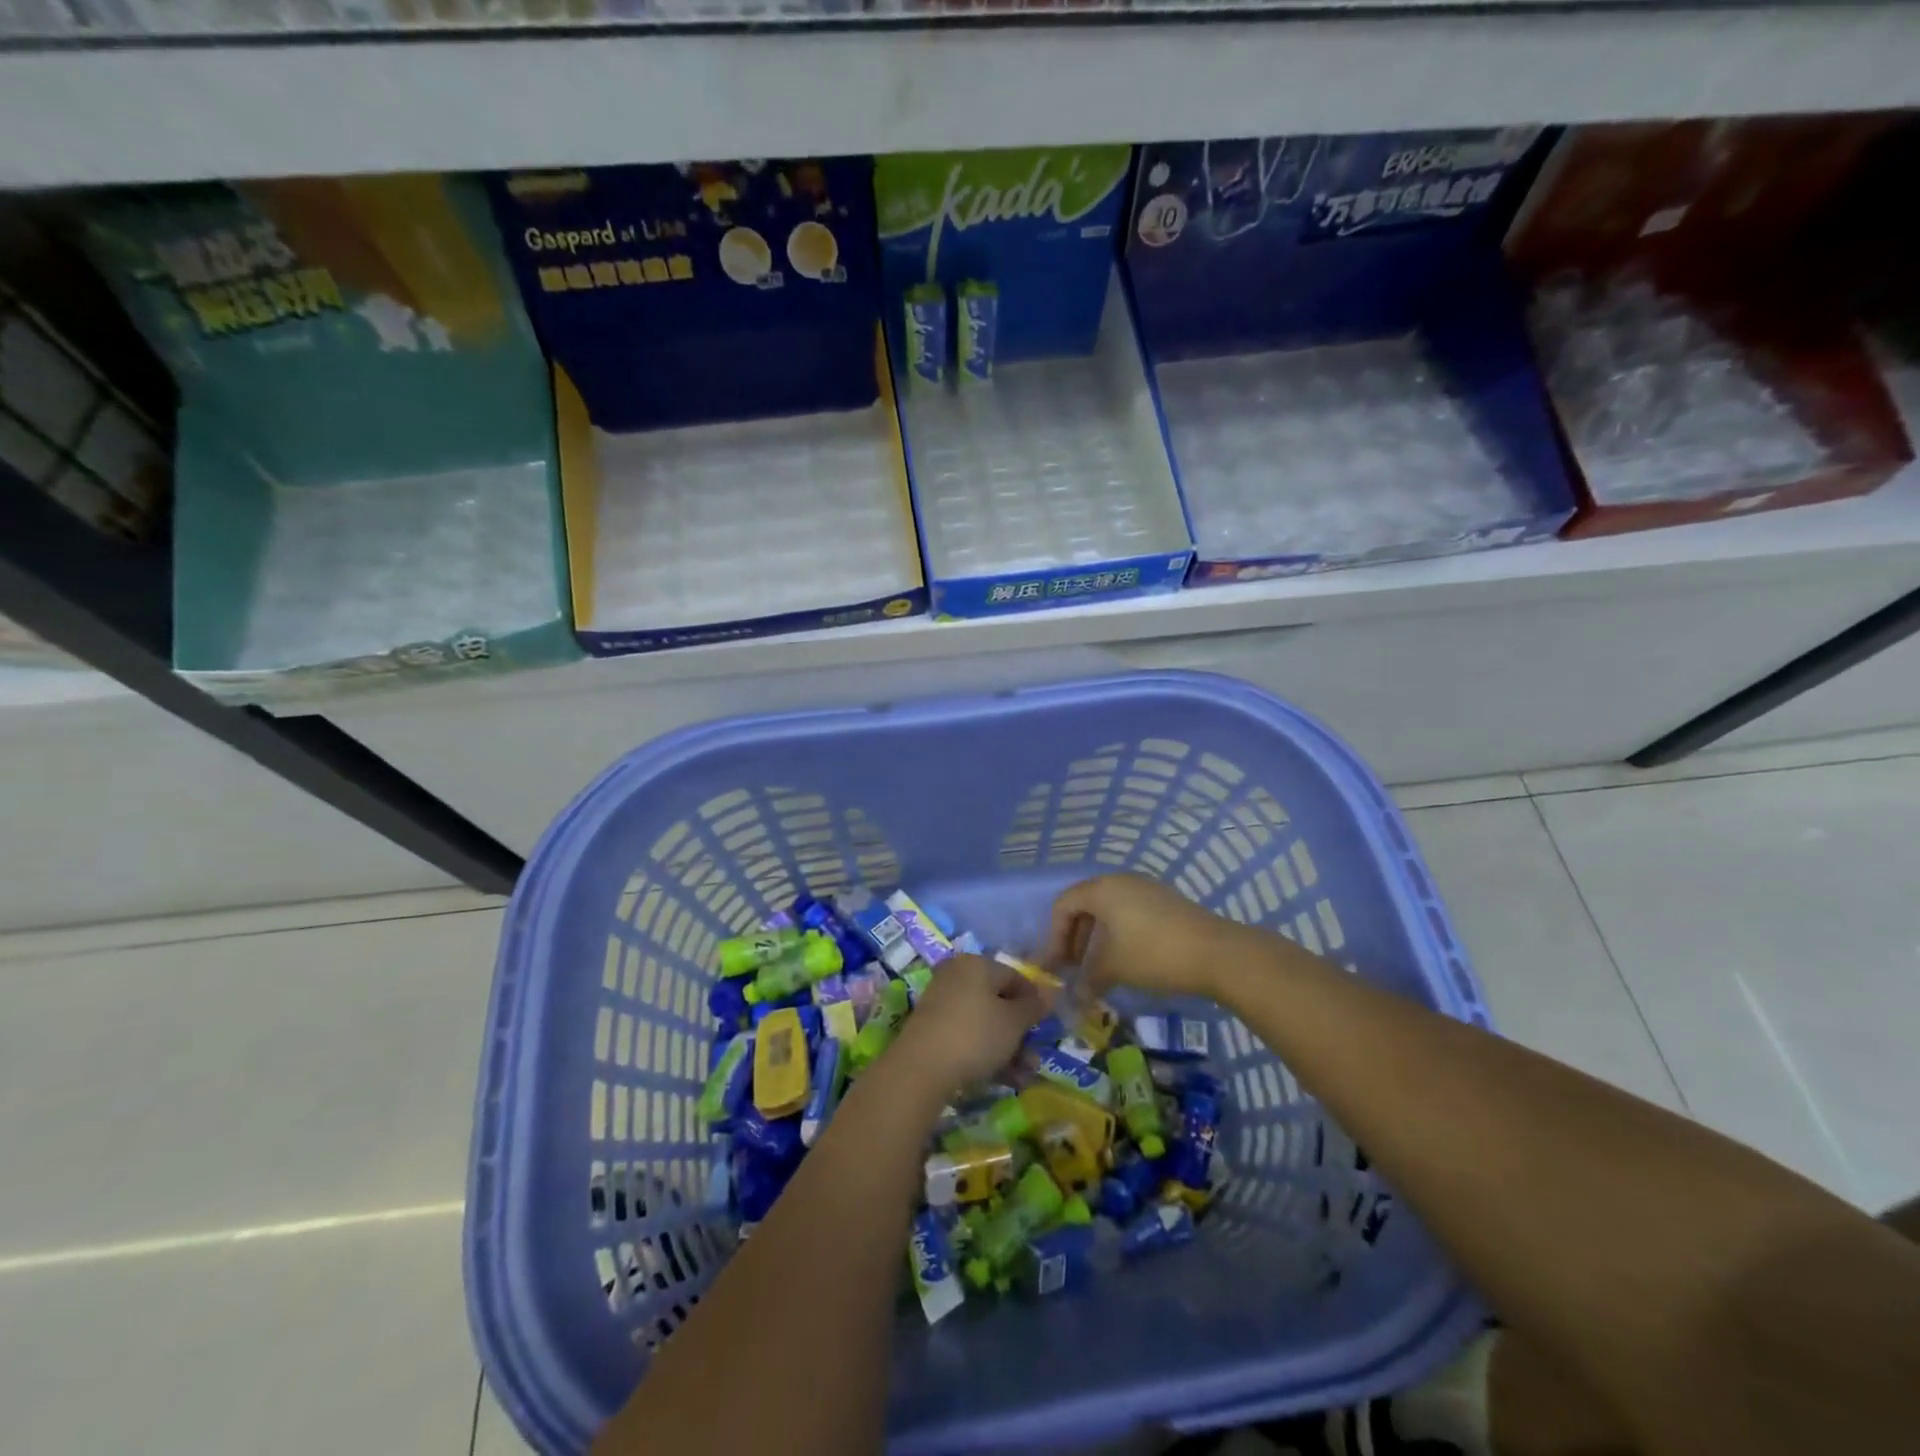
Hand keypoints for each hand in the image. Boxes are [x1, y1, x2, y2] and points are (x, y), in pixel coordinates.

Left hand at [887, 954, 1046, 1093]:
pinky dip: (985, 1053)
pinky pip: (966, 1035)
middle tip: (1034, 1059)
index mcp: (977, 964)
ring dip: (1007, 1049)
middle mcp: (957, 975)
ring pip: (984, 1022)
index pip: (1014, 976)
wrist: (922, 1067)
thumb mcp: (1014, 1022)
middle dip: (1020, 1033)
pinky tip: (1001, 1078)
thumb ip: (1033, 1006)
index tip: (1045, 1026)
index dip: (1034, 1001)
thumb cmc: (976, 1035)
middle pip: (998, 1002)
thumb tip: (1049, 993)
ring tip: (1022, 1077)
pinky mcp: (931, 1028)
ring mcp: (942, 1002)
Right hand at [1042, 873, 1261, 999]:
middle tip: (1073, 968)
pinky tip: (1126, 960)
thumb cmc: (1153, 954)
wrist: (1217, 953)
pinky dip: (1118, 934)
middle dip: (1075, 937)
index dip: (1054, 936)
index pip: (1063, 905)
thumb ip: (1086, 980)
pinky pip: (1129, 913)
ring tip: (1098, 968)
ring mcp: (1146, 889)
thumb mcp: (1113, 968)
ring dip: (1097, 938)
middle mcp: (1121, 881)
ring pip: (1109, 910)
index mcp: (1102, 889)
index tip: (1057, 966)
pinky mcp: (1166, 902)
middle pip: (1085, 904)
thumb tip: (1074, 997)